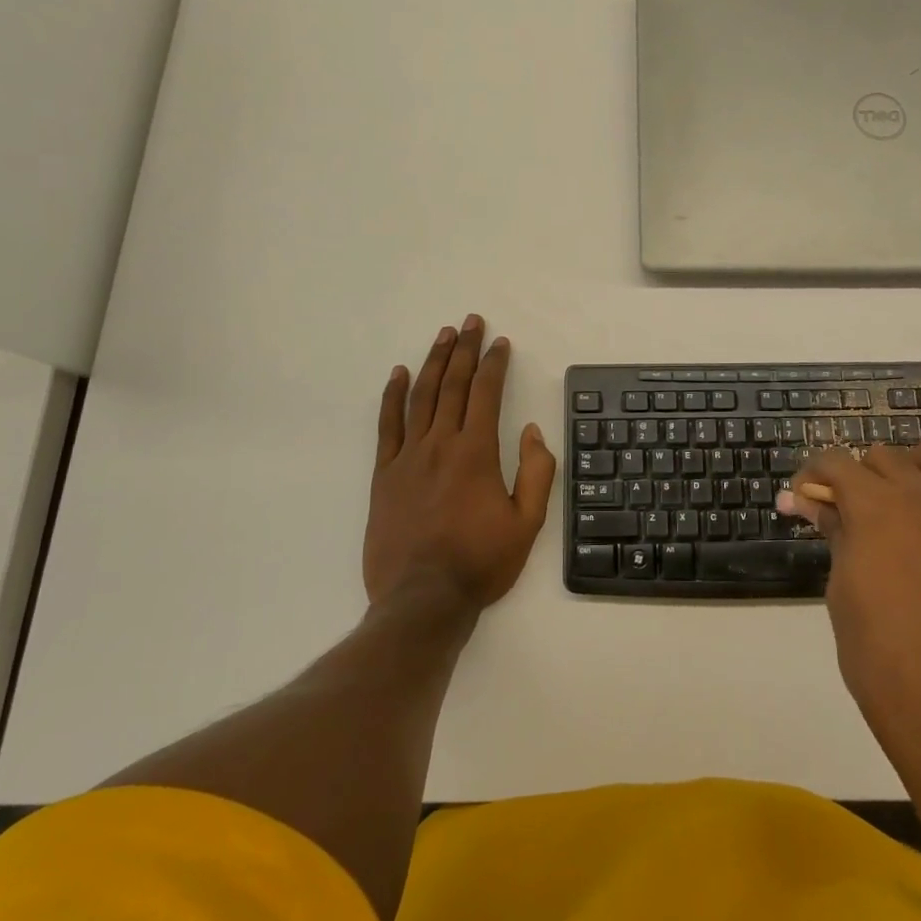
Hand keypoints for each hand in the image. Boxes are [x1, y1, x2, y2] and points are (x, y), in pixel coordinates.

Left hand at [364, 315, 555, 612]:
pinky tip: (399, 374)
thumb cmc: (480, 562)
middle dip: (464, 349)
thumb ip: (536, 472)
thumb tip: (531, 431)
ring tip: (443, 335)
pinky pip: (387, 425)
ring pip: (421, 397)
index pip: (486, 394)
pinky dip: (392, 396)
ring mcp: (408, 457)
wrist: (422, 599)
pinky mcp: (384, 474)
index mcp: (476, 453)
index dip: (494, 364)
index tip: (500, 342)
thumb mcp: (527, 524)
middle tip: (471, 322)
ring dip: (433, 362)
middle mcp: (441, 444)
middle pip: (453, 385)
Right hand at [784, 441, 920, 769]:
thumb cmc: (879, 657)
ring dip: (918, 467)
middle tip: (848, 518)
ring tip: (908, 500)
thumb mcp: (841, 589)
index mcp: (874, 506)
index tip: (804, 501)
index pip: (834, 462)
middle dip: (858, 478)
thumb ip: (833, 533)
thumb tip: (807, 501)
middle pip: (884, 456)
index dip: (812, 477)